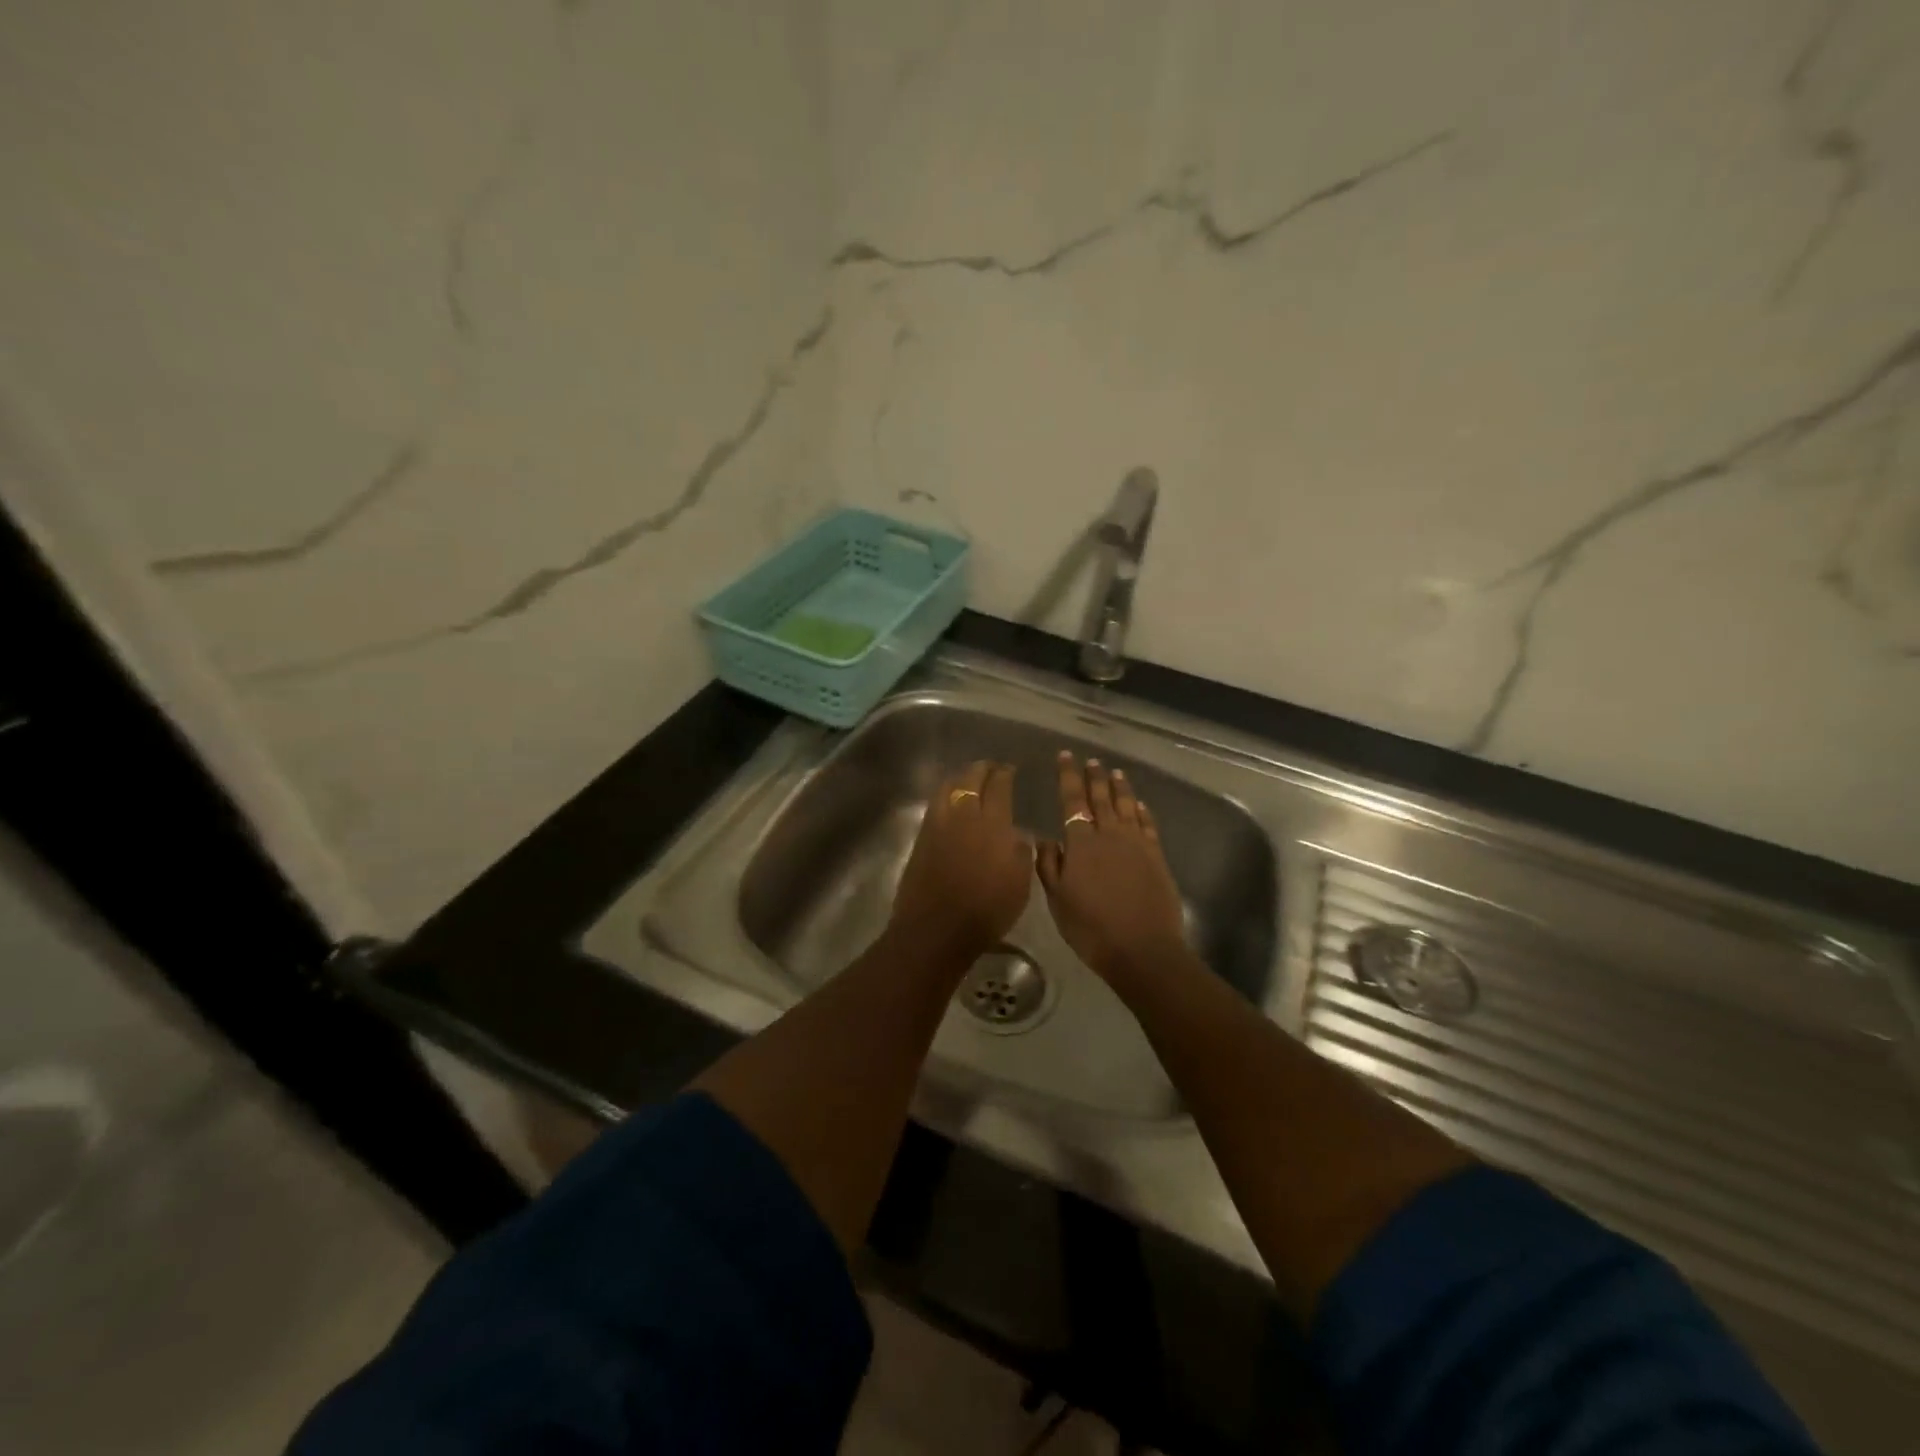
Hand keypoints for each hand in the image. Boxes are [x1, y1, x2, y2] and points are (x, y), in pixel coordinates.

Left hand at [889, 761, 1033, 960]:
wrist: (937, 929)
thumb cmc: (986, 909)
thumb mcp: (1020, 883)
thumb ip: (1020, 851)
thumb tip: (1016, 833)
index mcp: (992, 823)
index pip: (999, 786)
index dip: (1005, 774)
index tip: (1010, 769)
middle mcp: (963, 815)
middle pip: (970, 779)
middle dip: (982, 769)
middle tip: (991, 768)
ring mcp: (938, 824)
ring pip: (947, 787)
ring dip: (960, 777)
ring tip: (968, 778)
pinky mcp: (922, 837)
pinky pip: (935, 804)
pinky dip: (945, 794)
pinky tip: (950, 800)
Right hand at [1037, 753, 1187, 984]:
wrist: (1142, 949)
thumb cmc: (1091, 928)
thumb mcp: (1058, 900)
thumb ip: (1049, 866)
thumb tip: (1046, 838)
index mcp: (1081, 843)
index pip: (1073, 800)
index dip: (1068, 776)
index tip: (1065, 756)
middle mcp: (1110, 834)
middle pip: (1101, 798)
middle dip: (1094, 777)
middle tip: (1091, 760)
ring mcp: (1137, 844)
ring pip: (1127, 806)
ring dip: (1120, 788)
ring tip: (1115, 772)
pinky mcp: (1157, 857)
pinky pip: (1148, 825)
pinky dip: (1143, 811)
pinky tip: (1140, 805)